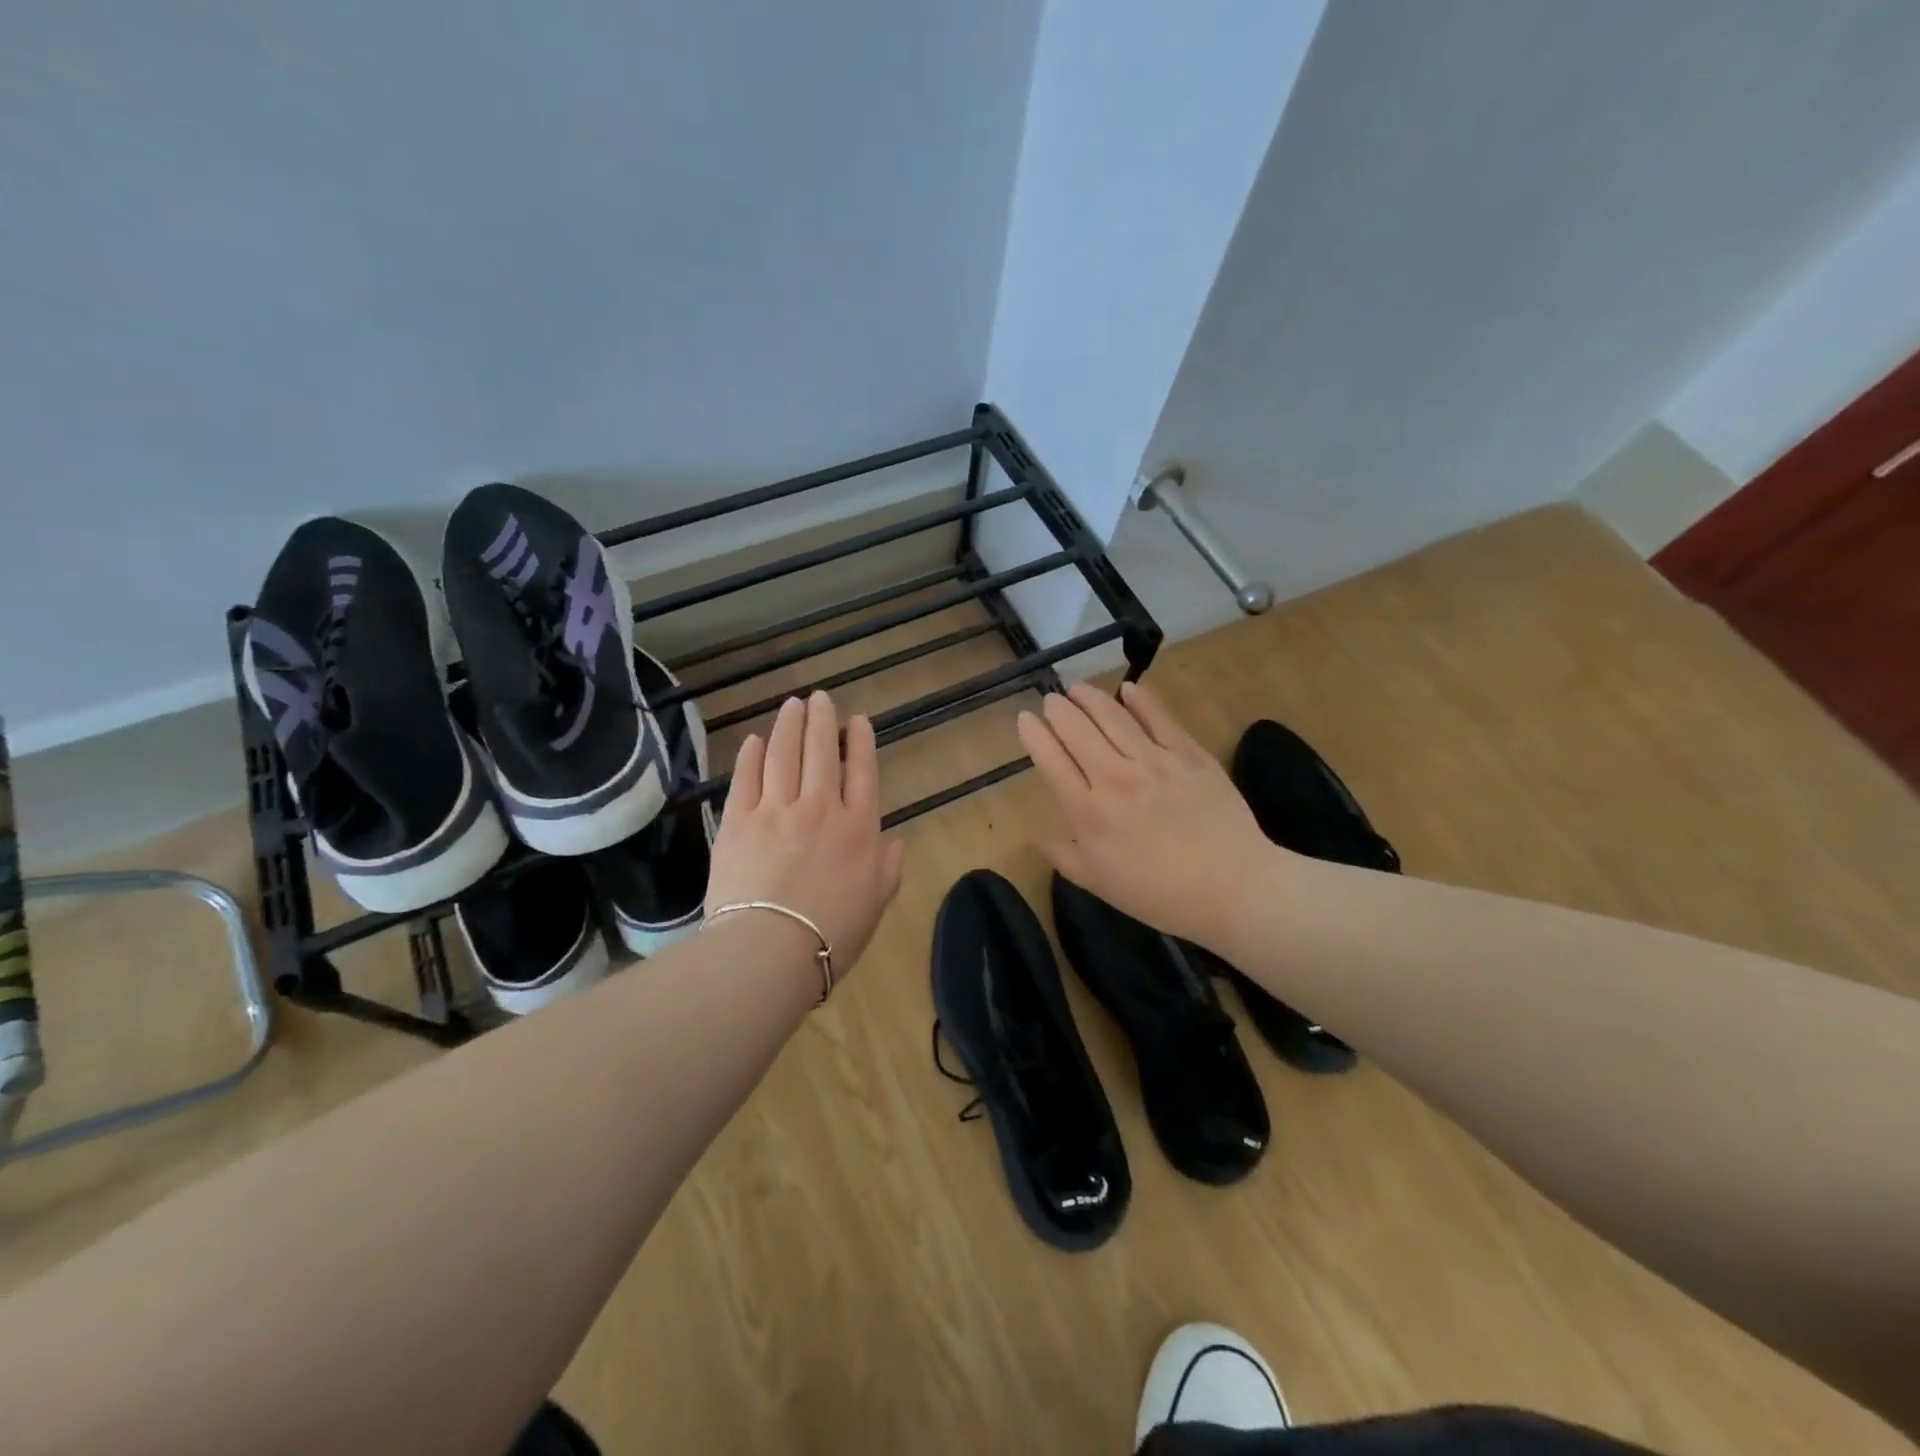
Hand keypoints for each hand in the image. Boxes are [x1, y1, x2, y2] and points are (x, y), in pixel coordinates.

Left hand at [705, 691, 905, 979]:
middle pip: (822, 753)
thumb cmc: (832, 934)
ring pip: (784, 755)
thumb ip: (888, 868)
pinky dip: (752, 755)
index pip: (862, 772)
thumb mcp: (876, 903)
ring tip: (792, 704)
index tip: (857, 719)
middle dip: (822, 720)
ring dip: (789, 725)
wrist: (770, 951)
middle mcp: (820, 808)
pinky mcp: (738, 821)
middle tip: (820, 698)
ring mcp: (776, 810)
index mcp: (858, 829)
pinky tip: (755, 739)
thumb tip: (896, 841)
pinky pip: (746, 778)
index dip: (860, 741)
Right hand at [1016, 681, 1280, 948]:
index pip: (1051, 761)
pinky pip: (1159, 718)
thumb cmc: (1160, 895)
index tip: (1025, 719)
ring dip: (1091, 698)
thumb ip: (1063, 856)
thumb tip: (1035, 834)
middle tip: (1052, 699)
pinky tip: (1128, 688)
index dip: (1034, 735)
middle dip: (1059, 710)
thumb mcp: (1099, 884)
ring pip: (1113, 717)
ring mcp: (1154, 762)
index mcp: (1088, 813)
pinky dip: (1141, 700)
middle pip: (1077, 731)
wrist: (1232, 888)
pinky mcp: (1189, 755)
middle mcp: (1114, 779)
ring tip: (1078, 688)